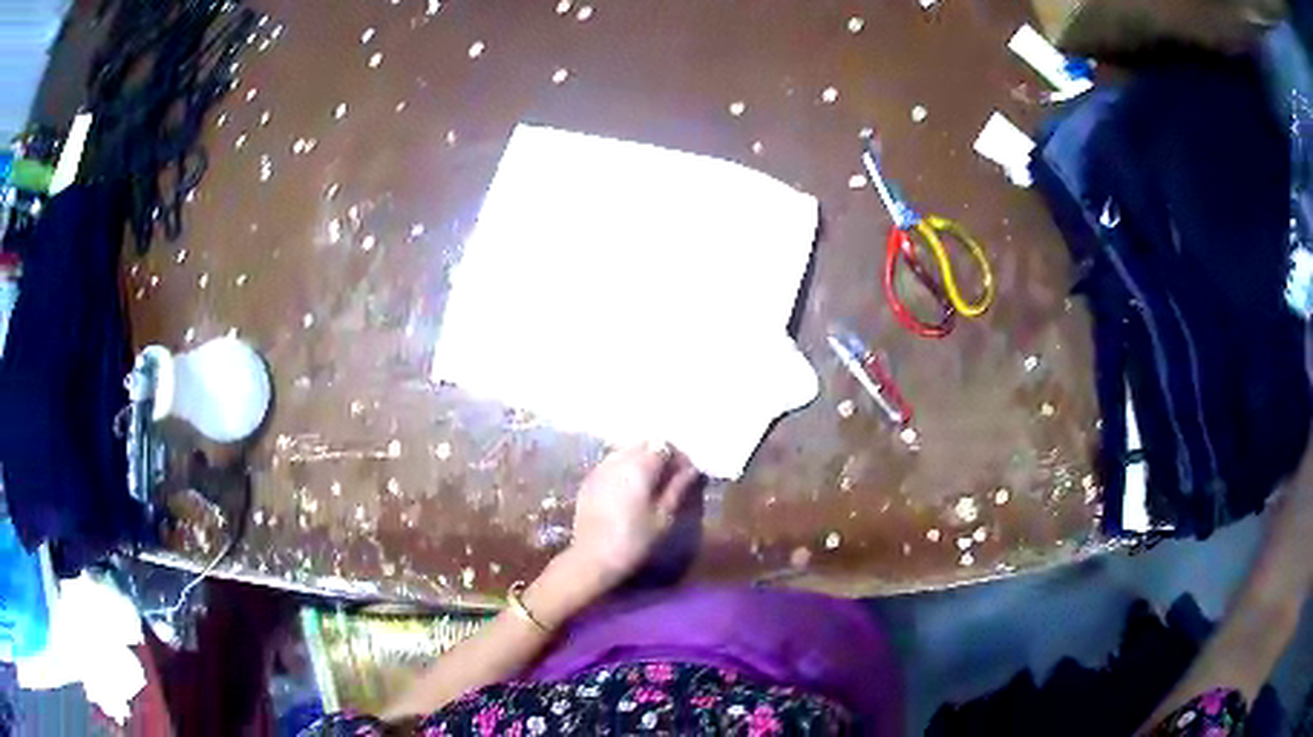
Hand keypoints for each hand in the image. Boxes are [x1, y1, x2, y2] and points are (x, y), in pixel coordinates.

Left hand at [567, 442, 701, 588]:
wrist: (592, 558)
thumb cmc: (634, 540)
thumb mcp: (664, 517)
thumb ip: (678, 488)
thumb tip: (692, 470)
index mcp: (639, 466)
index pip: (664, 445)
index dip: (678, 456)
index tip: (687, 474)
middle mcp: (617, 460)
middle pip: (643, 444)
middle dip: (659, 456)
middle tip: (671, 478)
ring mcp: (599, 469)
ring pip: (625, 452)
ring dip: (640, 461)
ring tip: (651, 485)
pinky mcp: (588, 481)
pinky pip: (611, 465)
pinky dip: (623, 470)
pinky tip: (629, 491)